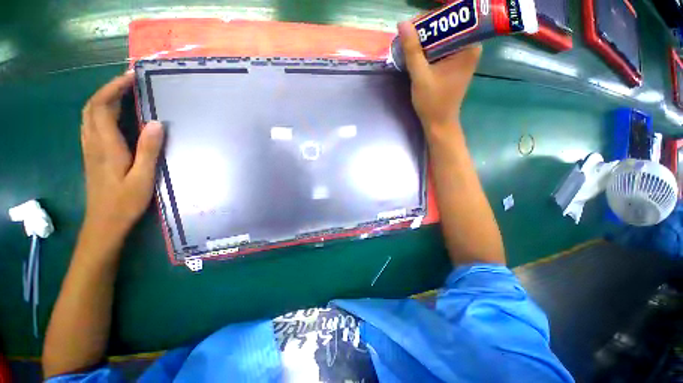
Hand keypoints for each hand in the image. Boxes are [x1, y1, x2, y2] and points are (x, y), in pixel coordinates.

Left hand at [80, 72, 164, 237]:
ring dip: (104, 98)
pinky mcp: (92, 154)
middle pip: (92, 106)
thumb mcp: (143, 177)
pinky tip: (115, 114)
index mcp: (106, 146)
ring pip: (89, 114)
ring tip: (124, 93)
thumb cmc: (125, 202)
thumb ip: (148, 150)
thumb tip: (155, 123)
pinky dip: (101, 111)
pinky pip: (92, 124)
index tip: (132, 77)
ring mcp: (90, 148)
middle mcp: (93, 142)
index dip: (114, 87)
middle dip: (109, 89)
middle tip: (130, 82)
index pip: (102, 106)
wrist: (104, 223)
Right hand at [398, 22, 480, 130]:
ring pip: (443, 39)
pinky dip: (430, 51)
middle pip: (448, 29)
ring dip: (426, 42)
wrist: (439, 123)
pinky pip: (442, 50)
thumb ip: (412, 50)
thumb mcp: (420, 75)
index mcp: (468, 47)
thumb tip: (403, 24)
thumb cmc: (432, 102)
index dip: (431, 21)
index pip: (452, 20)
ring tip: (410, 44)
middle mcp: (470, 48)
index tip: (413, 27)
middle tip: (408, 36)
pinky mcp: (456, 65)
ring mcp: (464, 57)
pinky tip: (417, 55)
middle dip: (427, 32)